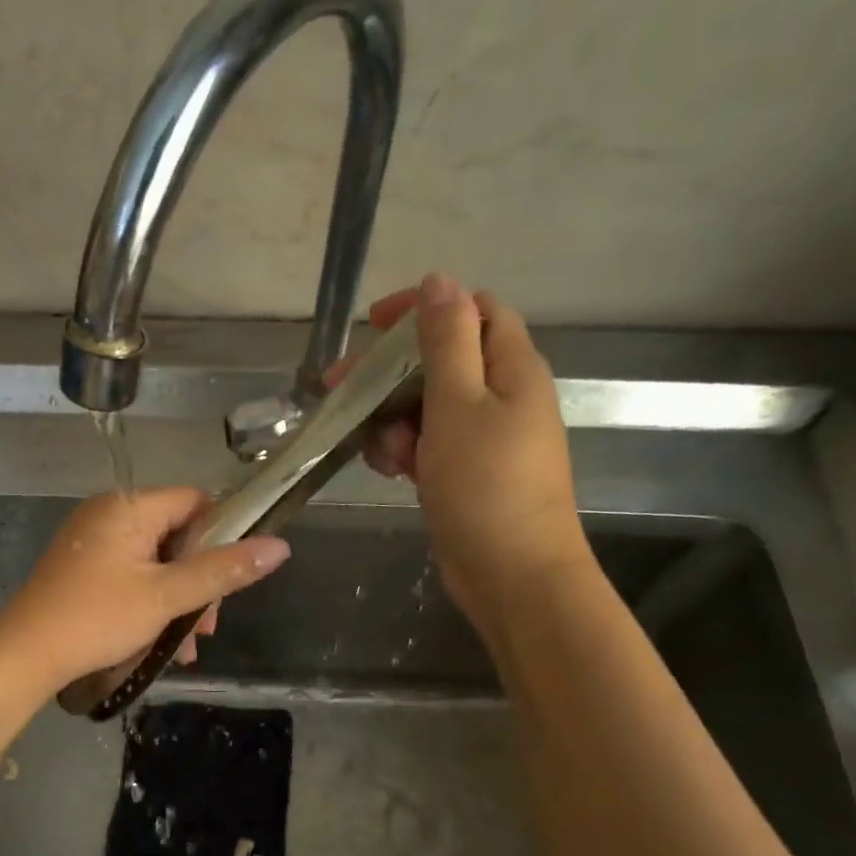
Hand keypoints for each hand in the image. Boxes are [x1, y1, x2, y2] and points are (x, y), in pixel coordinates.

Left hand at [0, 487, 290, 697]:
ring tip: (184, 647)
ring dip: (177, 601)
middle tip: (206, 627)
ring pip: (155, 562)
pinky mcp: (82, 568)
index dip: (221, 535)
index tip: (229, 578)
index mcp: (129, 507)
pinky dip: (150, 603)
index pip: (195, 501)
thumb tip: (280, 546)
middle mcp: (109, 514)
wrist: (24, 655)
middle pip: (177, 535)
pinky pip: (131, 575)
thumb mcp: (166, 596)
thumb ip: (222, 571)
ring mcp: (92, 541)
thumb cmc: (97, 618)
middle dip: (199, 582)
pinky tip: (159, 643)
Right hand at [357, 273, 588, 611]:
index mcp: (512, 367)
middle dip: (391, 374)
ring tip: (384, 453)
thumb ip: (446, 340)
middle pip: (441, 361)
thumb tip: (439, 280)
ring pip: (427, 407)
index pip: (472, 310)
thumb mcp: (459, 404)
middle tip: (342, 389)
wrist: (513, 575)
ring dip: (394, 420)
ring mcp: (485, 438)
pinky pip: (429, 444)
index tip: (373, 326)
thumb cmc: (487, 486)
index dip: (424, 309)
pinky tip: (394, 473)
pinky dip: (406, 451)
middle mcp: (503, 395)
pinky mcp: (467, 473)